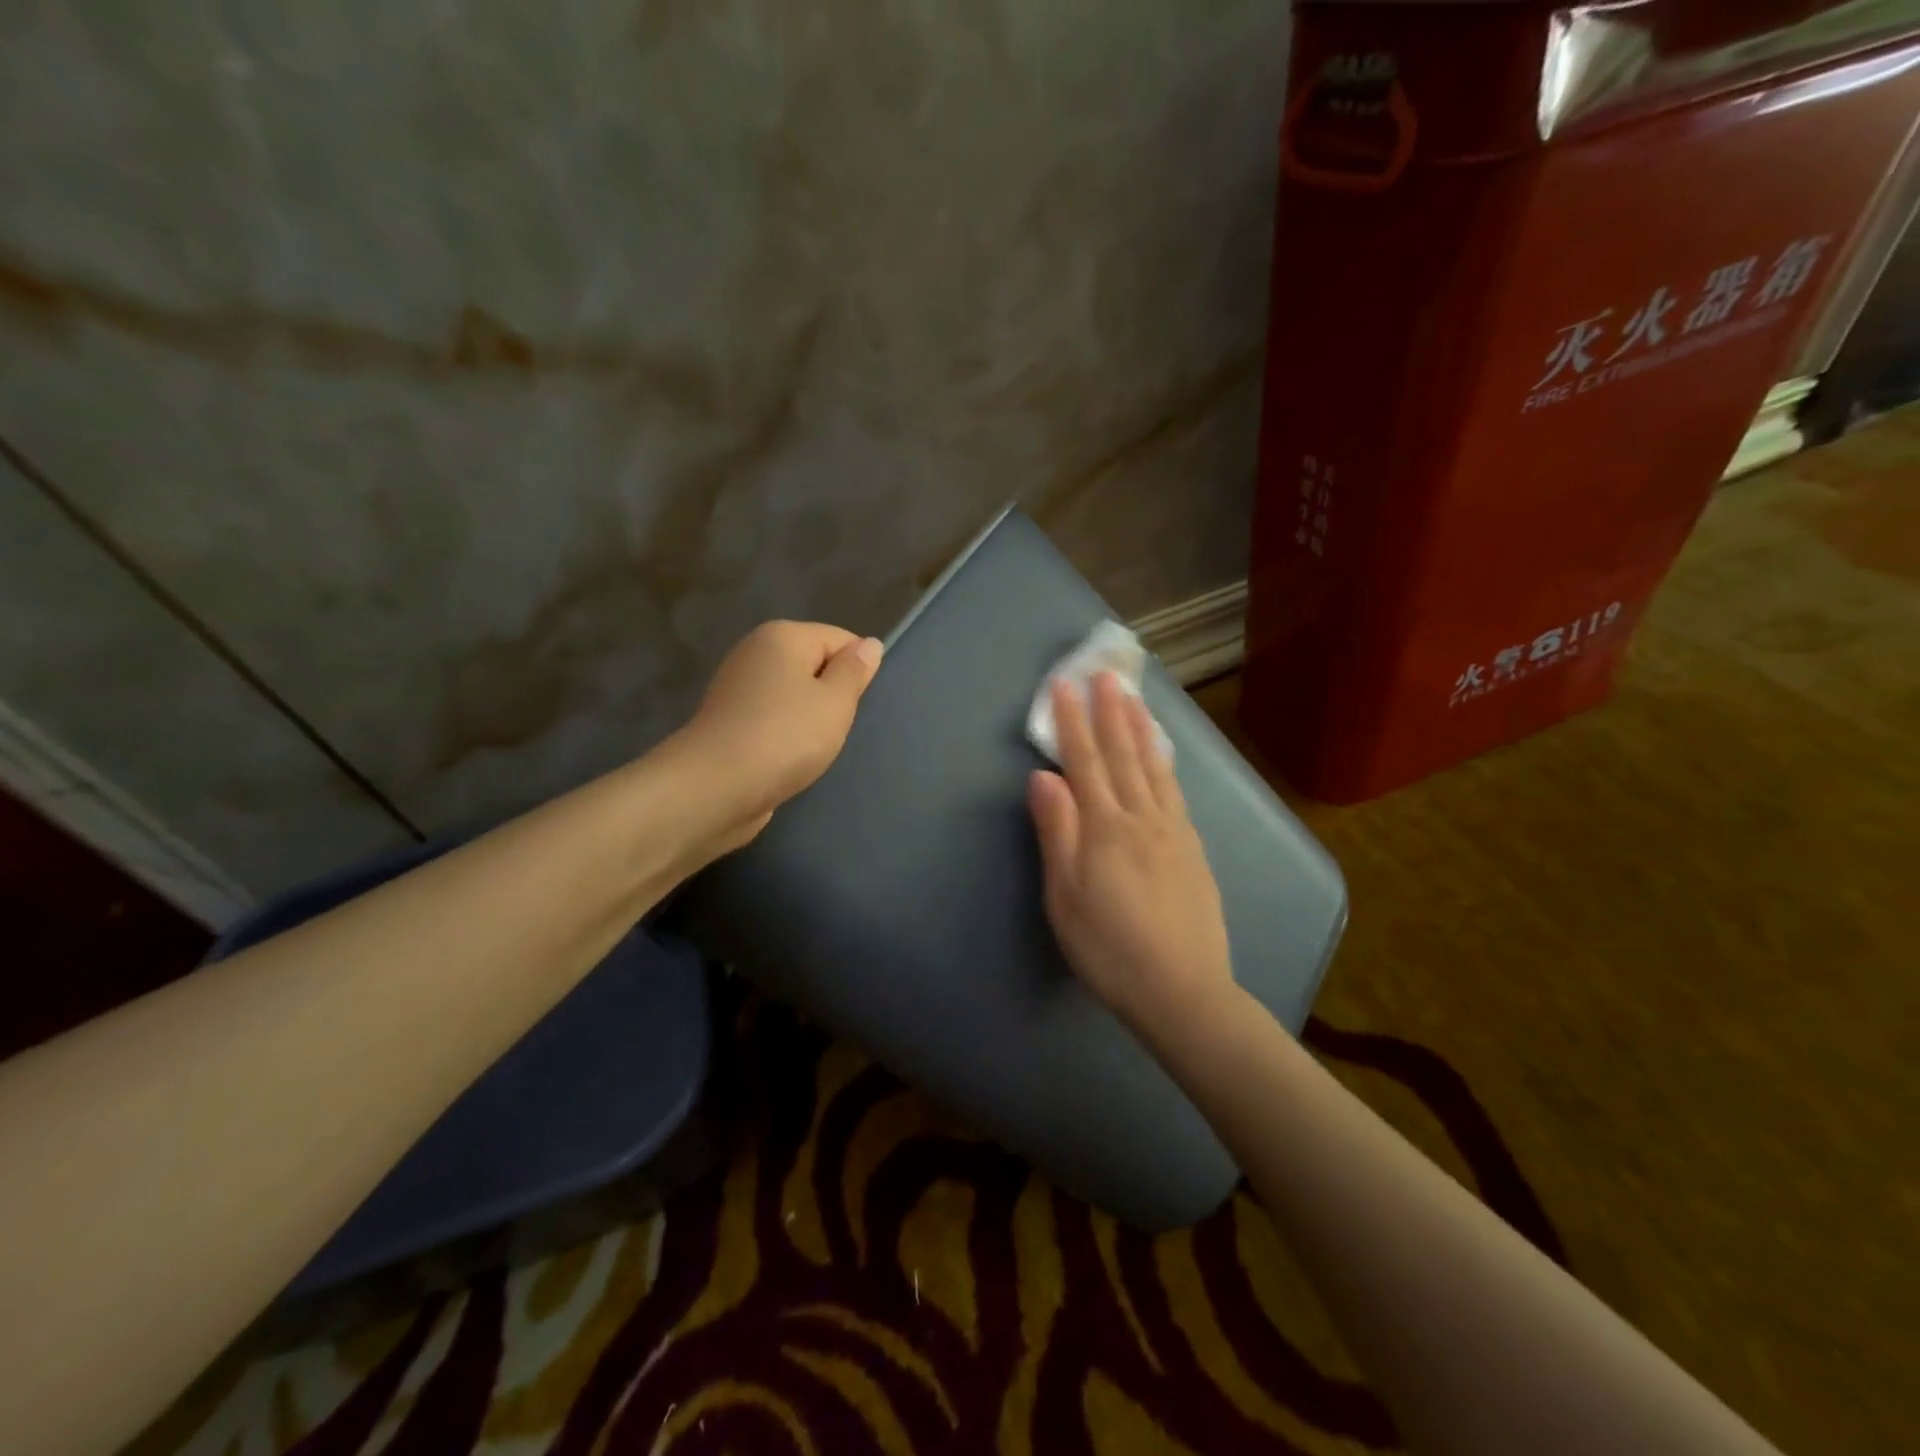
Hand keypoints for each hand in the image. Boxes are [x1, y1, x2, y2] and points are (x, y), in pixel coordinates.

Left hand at [676, 621, 882, 851]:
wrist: (715, 788)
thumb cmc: (784, 737)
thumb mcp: (835, 702)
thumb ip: (854, 671)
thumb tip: (869, 644)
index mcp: (782, 636)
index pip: (840, 639)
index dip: (857, 671)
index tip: (858, 706)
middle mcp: (755, 652)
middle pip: (814, 665)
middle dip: (833, 695)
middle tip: (838, 728)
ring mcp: (737, 687)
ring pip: (794, 695)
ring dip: (810, 719)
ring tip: (814, 747)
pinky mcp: (729, 722)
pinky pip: (773, 718)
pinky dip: (786, 735)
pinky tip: (790, 757)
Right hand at [1028, 673, 1234, 1030]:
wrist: (1182, 990)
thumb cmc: (1109, 948)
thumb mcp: (1065, 896)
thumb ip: (1056, 831)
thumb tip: (1043, 776)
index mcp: (1105, 827)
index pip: (1084, 762)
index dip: (1072, 721)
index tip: (1066, 685)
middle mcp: (1142, 818)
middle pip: (1124, 755)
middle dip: (1111, 712)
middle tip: (1106, 675)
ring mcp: (1173, 832)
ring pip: (1155, 768)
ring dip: (1142, 730)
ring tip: (1134, 700)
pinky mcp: (1193, 849)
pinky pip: (1176, 791)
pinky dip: (1166, 763)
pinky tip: (1163, 757)